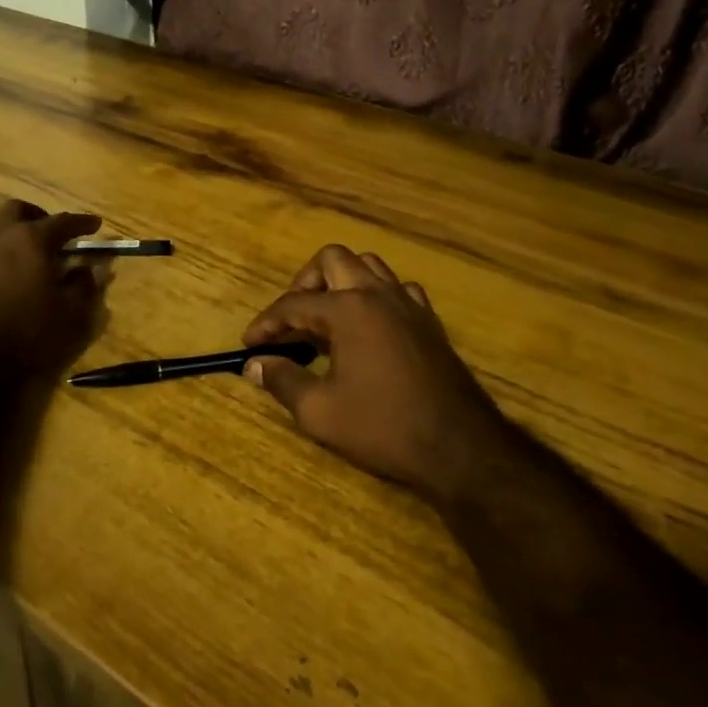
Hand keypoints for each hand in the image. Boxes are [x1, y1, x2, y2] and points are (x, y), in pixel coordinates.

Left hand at [0, 200, 107, 378]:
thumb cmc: (28, 332)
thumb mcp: (72, 313)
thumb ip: (84, 286)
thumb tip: (87, 270)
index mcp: (32, 240)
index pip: (63, 221)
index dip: (82, 222)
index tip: (95, 224)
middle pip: (16, 209)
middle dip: (36, 215)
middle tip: (50, 233)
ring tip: (12, 245)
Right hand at [242, 246, 504, 503]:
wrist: (459, 447)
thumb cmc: (383, 427)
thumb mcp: (320, 411)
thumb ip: (283, 381)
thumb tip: (255, 365)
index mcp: (348, 309)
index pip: (293, 304)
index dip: (266, 324)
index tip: (248, 345)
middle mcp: (377, 294)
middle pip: (332, 260)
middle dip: (304, 283)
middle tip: (291, 320)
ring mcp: (408, 303)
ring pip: (368, 266)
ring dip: (341, 281)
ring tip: (326, 316)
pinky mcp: (429, 320)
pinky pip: (398, 288)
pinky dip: (376, 296)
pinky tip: (369, 325)